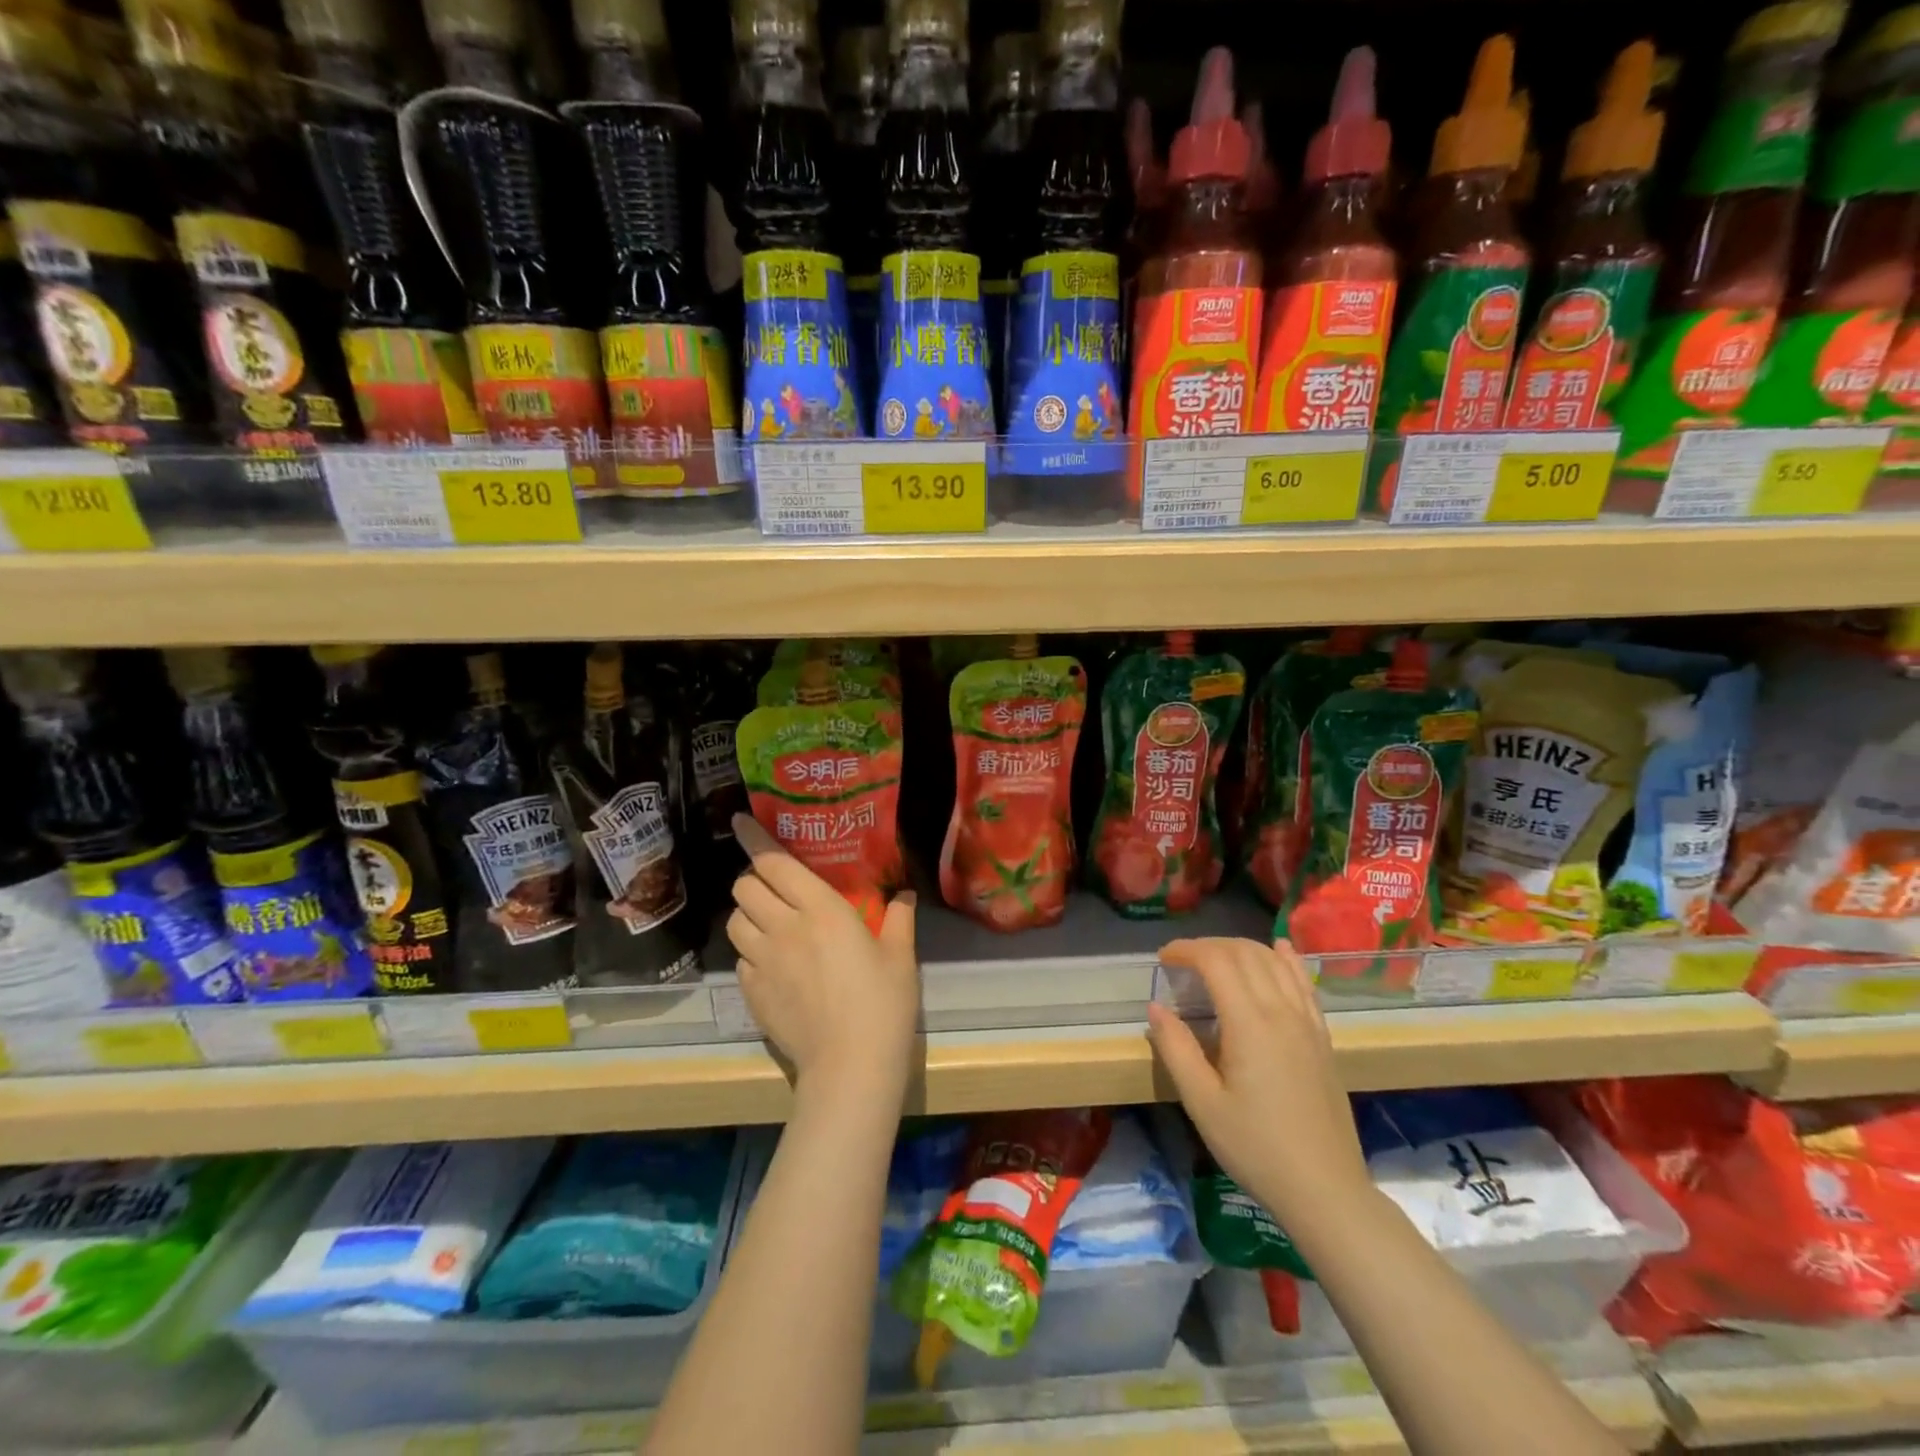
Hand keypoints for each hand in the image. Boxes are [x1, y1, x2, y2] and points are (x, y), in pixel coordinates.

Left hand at [726, 814, 919, 1103]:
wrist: (850, 1066)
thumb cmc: (883, 1004)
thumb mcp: (900, 956)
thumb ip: (899, 917)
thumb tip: (904, 894)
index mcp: (821, 909)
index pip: (774, 863)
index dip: (753, 838)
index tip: (740, 821)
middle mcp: (784, 927)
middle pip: (745, 887)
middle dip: (753, 879)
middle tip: (774, 886)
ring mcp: (763, 961)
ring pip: (735, 921)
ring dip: (748, 914)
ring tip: (769, 923)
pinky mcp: (751, 992)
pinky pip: (740, 958)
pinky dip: (750, 951)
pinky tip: (774, 964)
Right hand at [1146, 938, 1369, 1230]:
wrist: (1326, 1191)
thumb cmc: (1256, 1148)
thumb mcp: (1202, 1103)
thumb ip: (1176, 1049)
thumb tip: (1156, 1007)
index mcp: (1249, 1023)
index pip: (1216, 961)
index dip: (1186, 950)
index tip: (1163, 959)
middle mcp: (1282, 1011)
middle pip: (1245, 953)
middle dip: (1209, 946)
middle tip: (1182, 961)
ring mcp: (1308, 1023)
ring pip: (1275, 962)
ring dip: (1242, 948)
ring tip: (1216, 957)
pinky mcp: (1323, 1038)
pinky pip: (1303, 983)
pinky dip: (1286, 959)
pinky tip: (1279, 949)